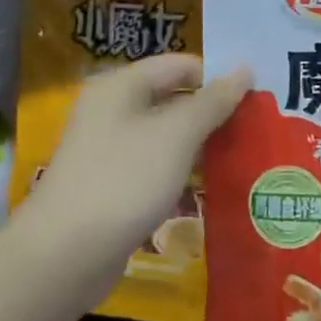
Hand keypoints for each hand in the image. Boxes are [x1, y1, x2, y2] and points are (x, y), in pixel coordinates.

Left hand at [21, 54, 249, 296]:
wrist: (65, 254)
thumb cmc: (124, 180)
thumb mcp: (176, 135)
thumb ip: (212, 101)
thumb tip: (244, 69)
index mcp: (121, 86)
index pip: (180, 65)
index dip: (217, 77)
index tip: (256, 100)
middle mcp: (112, 111)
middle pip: (173, 98)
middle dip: (213, 113)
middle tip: (255, 130)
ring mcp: (110, 150)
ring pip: (166, 136)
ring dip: (201, 145)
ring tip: (242, 157)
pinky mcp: (113, 185)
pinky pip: (156, 166)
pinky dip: (182, 172)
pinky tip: (210, 187)